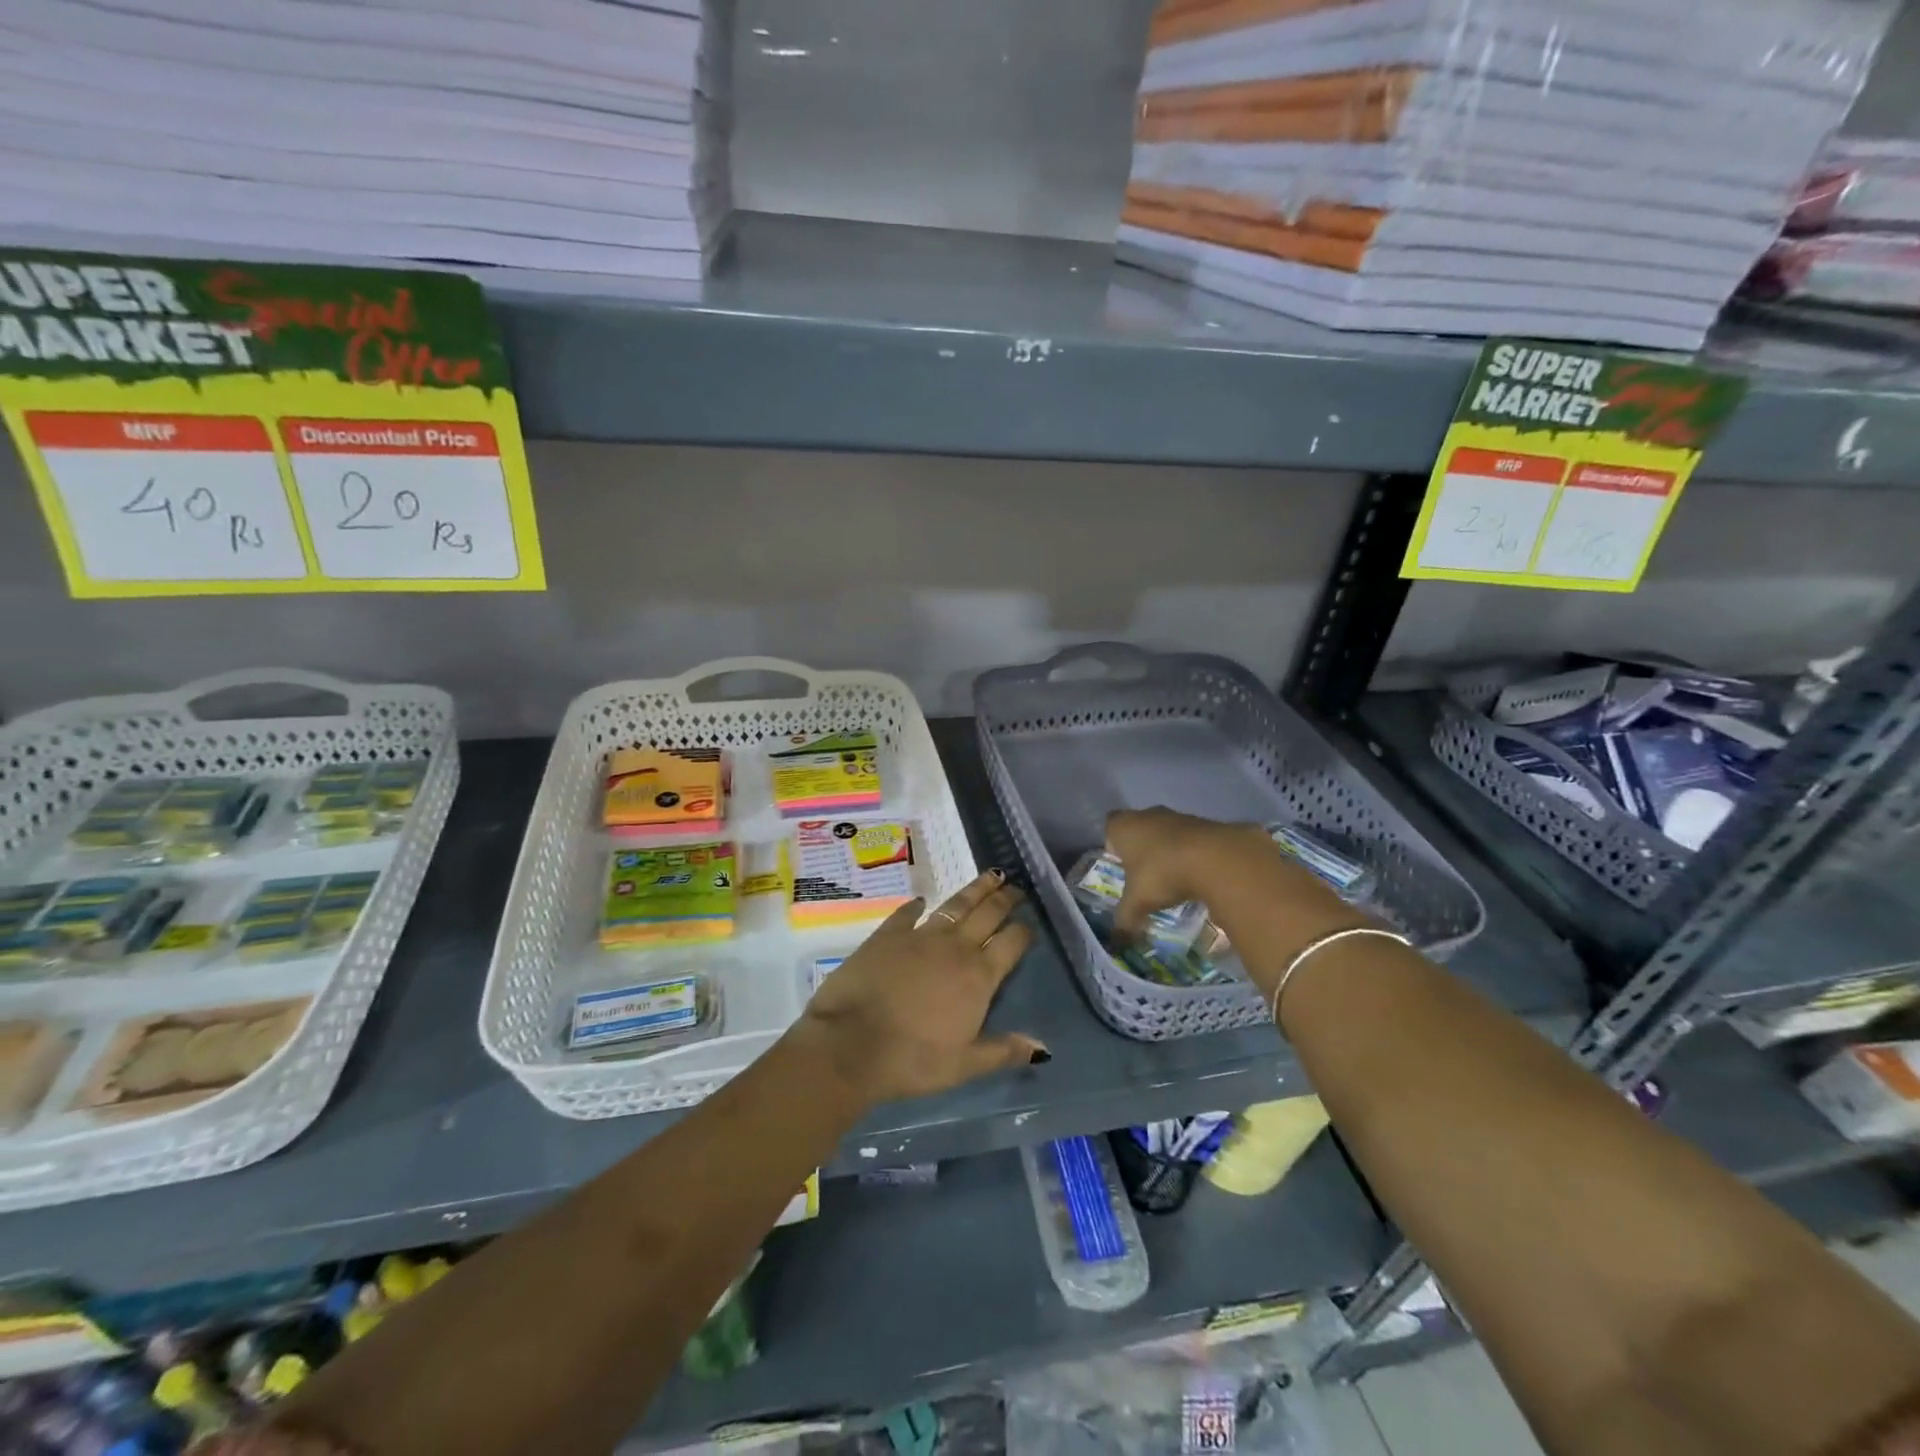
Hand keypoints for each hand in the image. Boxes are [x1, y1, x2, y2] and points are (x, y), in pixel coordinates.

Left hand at [792, 870, 1045, 1104]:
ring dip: (975, 889)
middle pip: (987, 914)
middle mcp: (955, 947)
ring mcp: (920, 936)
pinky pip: (907, 913)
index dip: (1023, 931)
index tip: (1030, 923)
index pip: (1011, 943)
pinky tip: (921, 900)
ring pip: (955, 905)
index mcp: (979, 976)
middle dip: (1004, 899)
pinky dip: (916, 905)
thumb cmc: (913, 1060)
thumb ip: (1004, 1051)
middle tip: (1015, 887)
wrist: (852, 1044)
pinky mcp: (888, 934)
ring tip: (990, 876)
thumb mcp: (964, 1065)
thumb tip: (1043, 1047)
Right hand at [1104, 806, 1272, 941]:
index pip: (1110, 827)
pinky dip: (1194, 854)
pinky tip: (1199, 875)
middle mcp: (1150, 815)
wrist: (1217, 858)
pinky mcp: (1208, 824)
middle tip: (1144, 875)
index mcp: (1125, 826)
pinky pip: (1194, 839)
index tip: (1119, 863)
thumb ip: (1125, 919)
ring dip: (1169, 850)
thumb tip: (1118, 941)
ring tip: (1174, 879)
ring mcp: (1181, 817)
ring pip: (1168, 832)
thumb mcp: (1138, 902)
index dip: (1113, 843)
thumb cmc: (1162, 873)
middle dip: (1142, 848)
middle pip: (1140, 827)